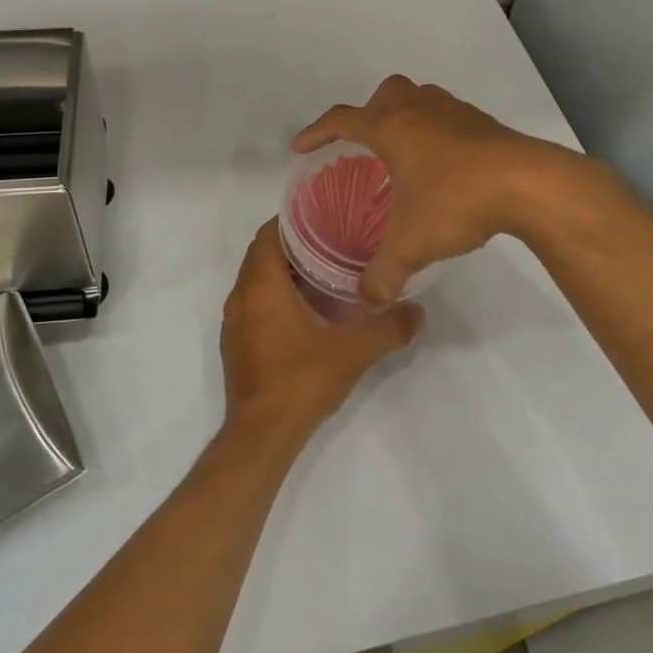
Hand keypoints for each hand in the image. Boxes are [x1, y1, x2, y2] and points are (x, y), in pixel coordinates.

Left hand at [221, 219, 422, 445]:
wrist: (262, 435)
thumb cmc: (302, 381)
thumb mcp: (354, 351)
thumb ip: (388, 328)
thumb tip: (417, 311)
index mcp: (261, 286)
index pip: (268, 233)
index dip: (294, 220)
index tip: (326, 217)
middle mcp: (241, 297)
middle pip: (263, 254)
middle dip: (295, 244)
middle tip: (334, 241)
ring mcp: (235, 322)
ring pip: (257, 280)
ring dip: (285, 272)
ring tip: (326, 271)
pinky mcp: (237, 343)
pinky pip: (254, 303)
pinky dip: (276, 296)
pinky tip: (307, 309)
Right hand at [293, 74, 604, 306]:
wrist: (529, 184)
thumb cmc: (457, 201)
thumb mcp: (412, 244)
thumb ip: (384, 274)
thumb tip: (367, 301)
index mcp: (391, 128)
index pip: (341, 120)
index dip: (316, 131)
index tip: (301, 147)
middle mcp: (419, 110)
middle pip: (384, 94)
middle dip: (368, 113)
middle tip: (365, 145)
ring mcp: (455, 112)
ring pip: (420, 98)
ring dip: (406, 116)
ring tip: (404, 153)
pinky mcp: (484, 123)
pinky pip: (448, 115)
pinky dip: (437, 130)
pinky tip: (445, 164)